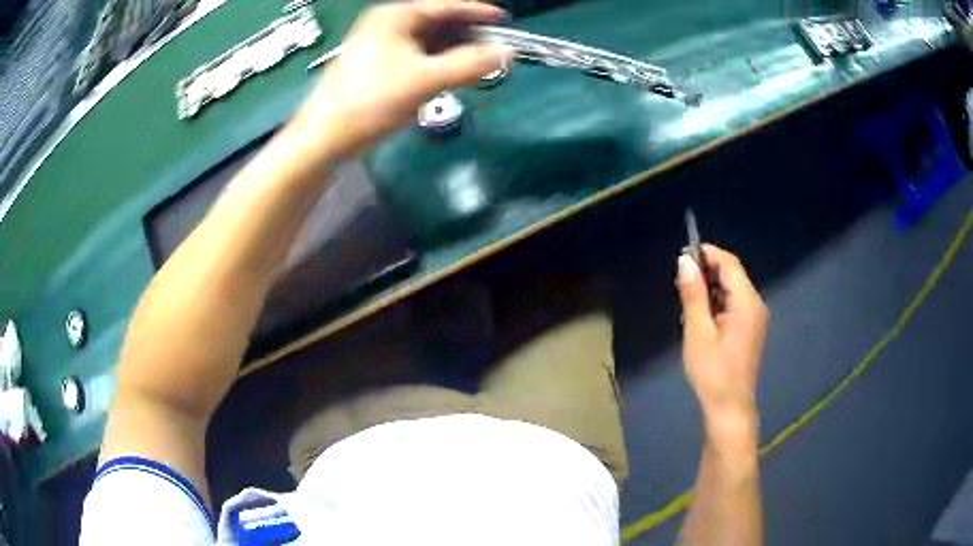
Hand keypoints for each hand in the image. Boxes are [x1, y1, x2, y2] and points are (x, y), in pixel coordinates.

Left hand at [289, 0, 510, 160]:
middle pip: (436, 23)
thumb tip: (506, 54)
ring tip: (474, 67)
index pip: (445, 5)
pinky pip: (413, 56)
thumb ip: (470, 64)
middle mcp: (385, 24)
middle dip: (465, 37)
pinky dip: (434, 64)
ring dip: (451, 53)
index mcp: (395, 16)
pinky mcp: (374, 65)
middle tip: (491, 51)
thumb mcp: (426, 80)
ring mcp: (377, 45)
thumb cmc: (372, 101)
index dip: (477, 12)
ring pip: (425, 42)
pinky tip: (446, 78)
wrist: (325, 136)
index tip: (503, 20)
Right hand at [676, 245, 768, 436]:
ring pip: (733, 289)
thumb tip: (685, 261)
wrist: (730, 407)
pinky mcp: (752, 329)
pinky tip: (702, 317)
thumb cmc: (712, 372)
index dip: (707, 253)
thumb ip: (693, 294)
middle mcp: (756, 304)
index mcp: (746, 303)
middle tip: (681, 283)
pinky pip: (735, 304)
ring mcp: (756, 317)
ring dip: (711, 288)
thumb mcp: (698, 332)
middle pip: (733, 274)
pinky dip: (718, 302)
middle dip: (708, 271)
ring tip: (688, 302)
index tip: (683, 255)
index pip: (729, 264)